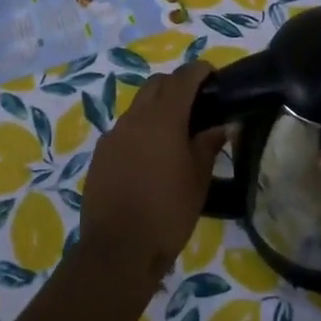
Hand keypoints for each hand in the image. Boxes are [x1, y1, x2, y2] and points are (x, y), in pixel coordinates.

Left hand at [81, 61, 228, 284]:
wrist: (118, 249)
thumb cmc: (168, 212)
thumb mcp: (198, 180)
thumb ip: (207, 145)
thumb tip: (219, 126)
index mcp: (163, 119)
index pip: (182, 78)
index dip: (199, 71)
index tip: (212, 75)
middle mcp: (135, 118)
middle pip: (156, 84)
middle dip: (176, 84)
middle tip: (196, 102)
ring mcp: (113, 135)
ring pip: (138, 106)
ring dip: (156, 107)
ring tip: (174, 132)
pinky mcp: (100, 154)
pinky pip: (124, 129)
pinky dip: (140, 130)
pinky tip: (151, 156)